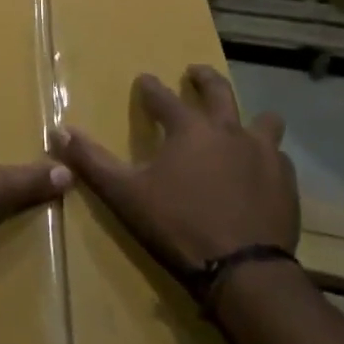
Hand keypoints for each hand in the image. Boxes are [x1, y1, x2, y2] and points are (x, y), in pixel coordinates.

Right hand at [56, 65, 298, 273]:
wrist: (245, 271)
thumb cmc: (179, 225)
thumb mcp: (126, 194)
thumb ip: (92, 161)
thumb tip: (59, 131)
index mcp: (188, 128)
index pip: (162, 97)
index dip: (150, 87)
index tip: (144, 80)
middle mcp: (228, 129)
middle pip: (218, 90)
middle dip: (203, 78)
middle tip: (194, 73)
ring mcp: (262, 154)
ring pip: (263, 120)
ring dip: (250, 117)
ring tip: (242, 122)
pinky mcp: (285, 182)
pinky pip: (279, 157)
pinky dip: (268, 157)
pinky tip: (262, 170)